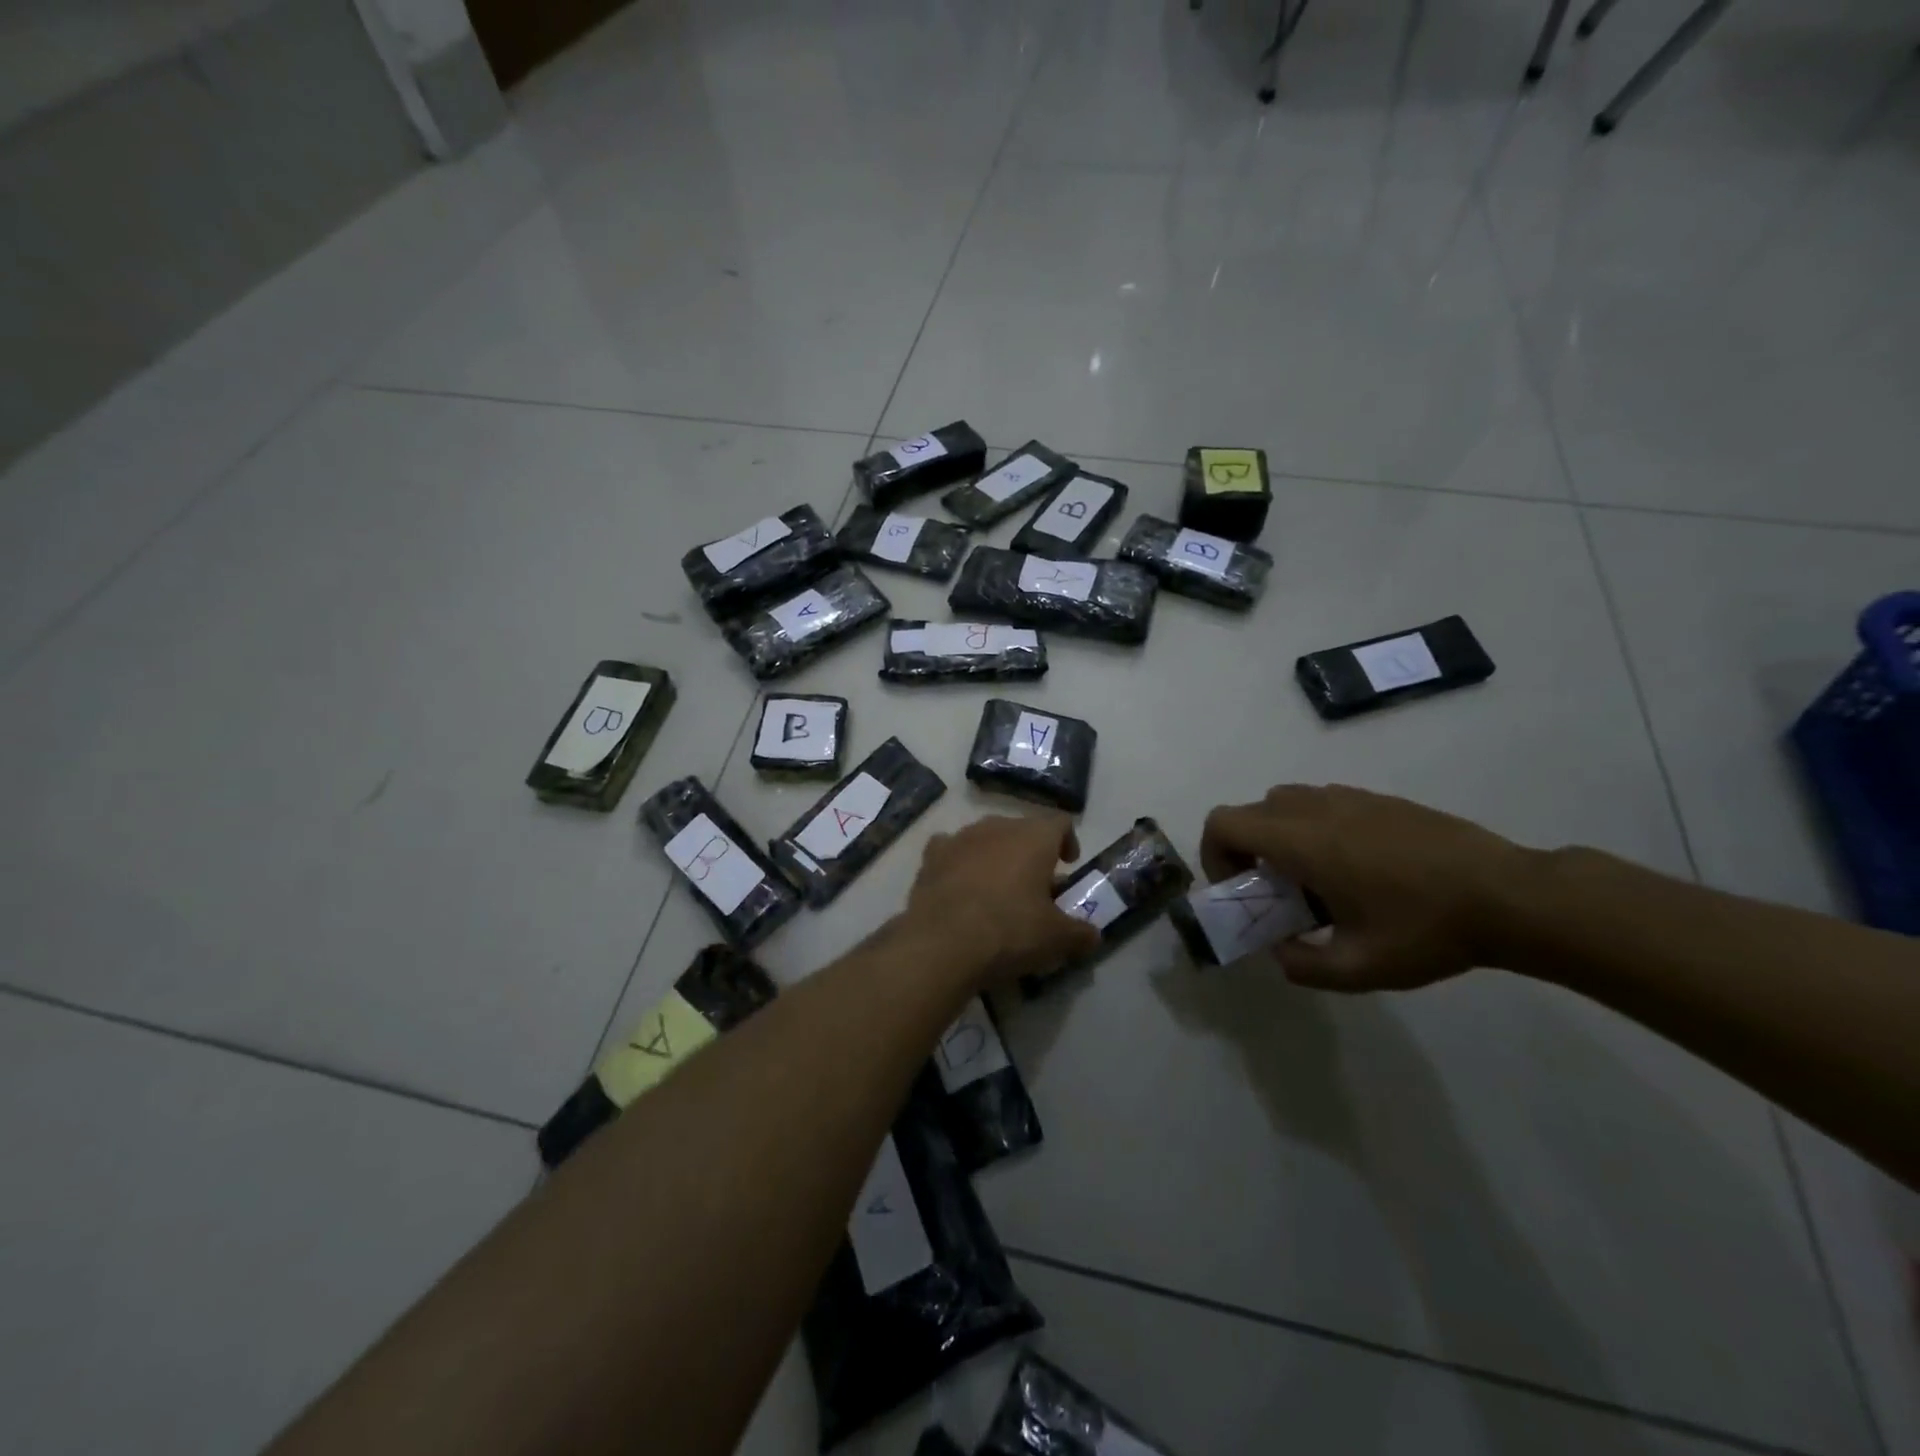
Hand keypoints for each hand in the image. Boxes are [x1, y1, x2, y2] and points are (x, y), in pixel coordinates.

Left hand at [900, 813, 1101, 988]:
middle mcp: (997, 827)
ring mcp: (960, 838)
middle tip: (1036, 886)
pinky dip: (960, 864)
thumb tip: (1092, 936)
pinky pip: (951, 850)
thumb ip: (1080, 933)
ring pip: (986, 839)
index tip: (1069, 863)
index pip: (1059, 823)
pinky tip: (960, 887)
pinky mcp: (931, 856)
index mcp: (1034, 837)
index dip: (1068, 840)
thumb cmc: (1010, 931)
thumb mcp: (1057, 939)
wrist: (942, 942)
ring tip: (998, 890)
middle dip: (1030, 853)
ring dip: (995, 857)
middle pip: (1021, 830)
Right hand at [1200, 784, 1532, 990]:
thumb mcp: (1359, 968)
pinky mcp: (1378, 799)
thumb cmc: (1426, 929)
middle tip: (1276, 889)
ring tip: (1315, 878)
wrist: (1508, 895)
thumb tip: (1279, 951)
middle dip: (1246, 848)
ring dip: (1279, 835)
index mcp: (1300, 841)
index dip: (1215, 854)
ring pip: (1286, 802)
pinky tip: (1357, 868)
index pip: (1223, 823)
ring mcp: (1349, 797)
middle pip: (1250, 811)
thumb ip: (1302, 965)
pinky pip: (1323, 803)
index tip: (1241, 888)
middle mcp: (1315, 808)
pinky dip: (1314, 828)